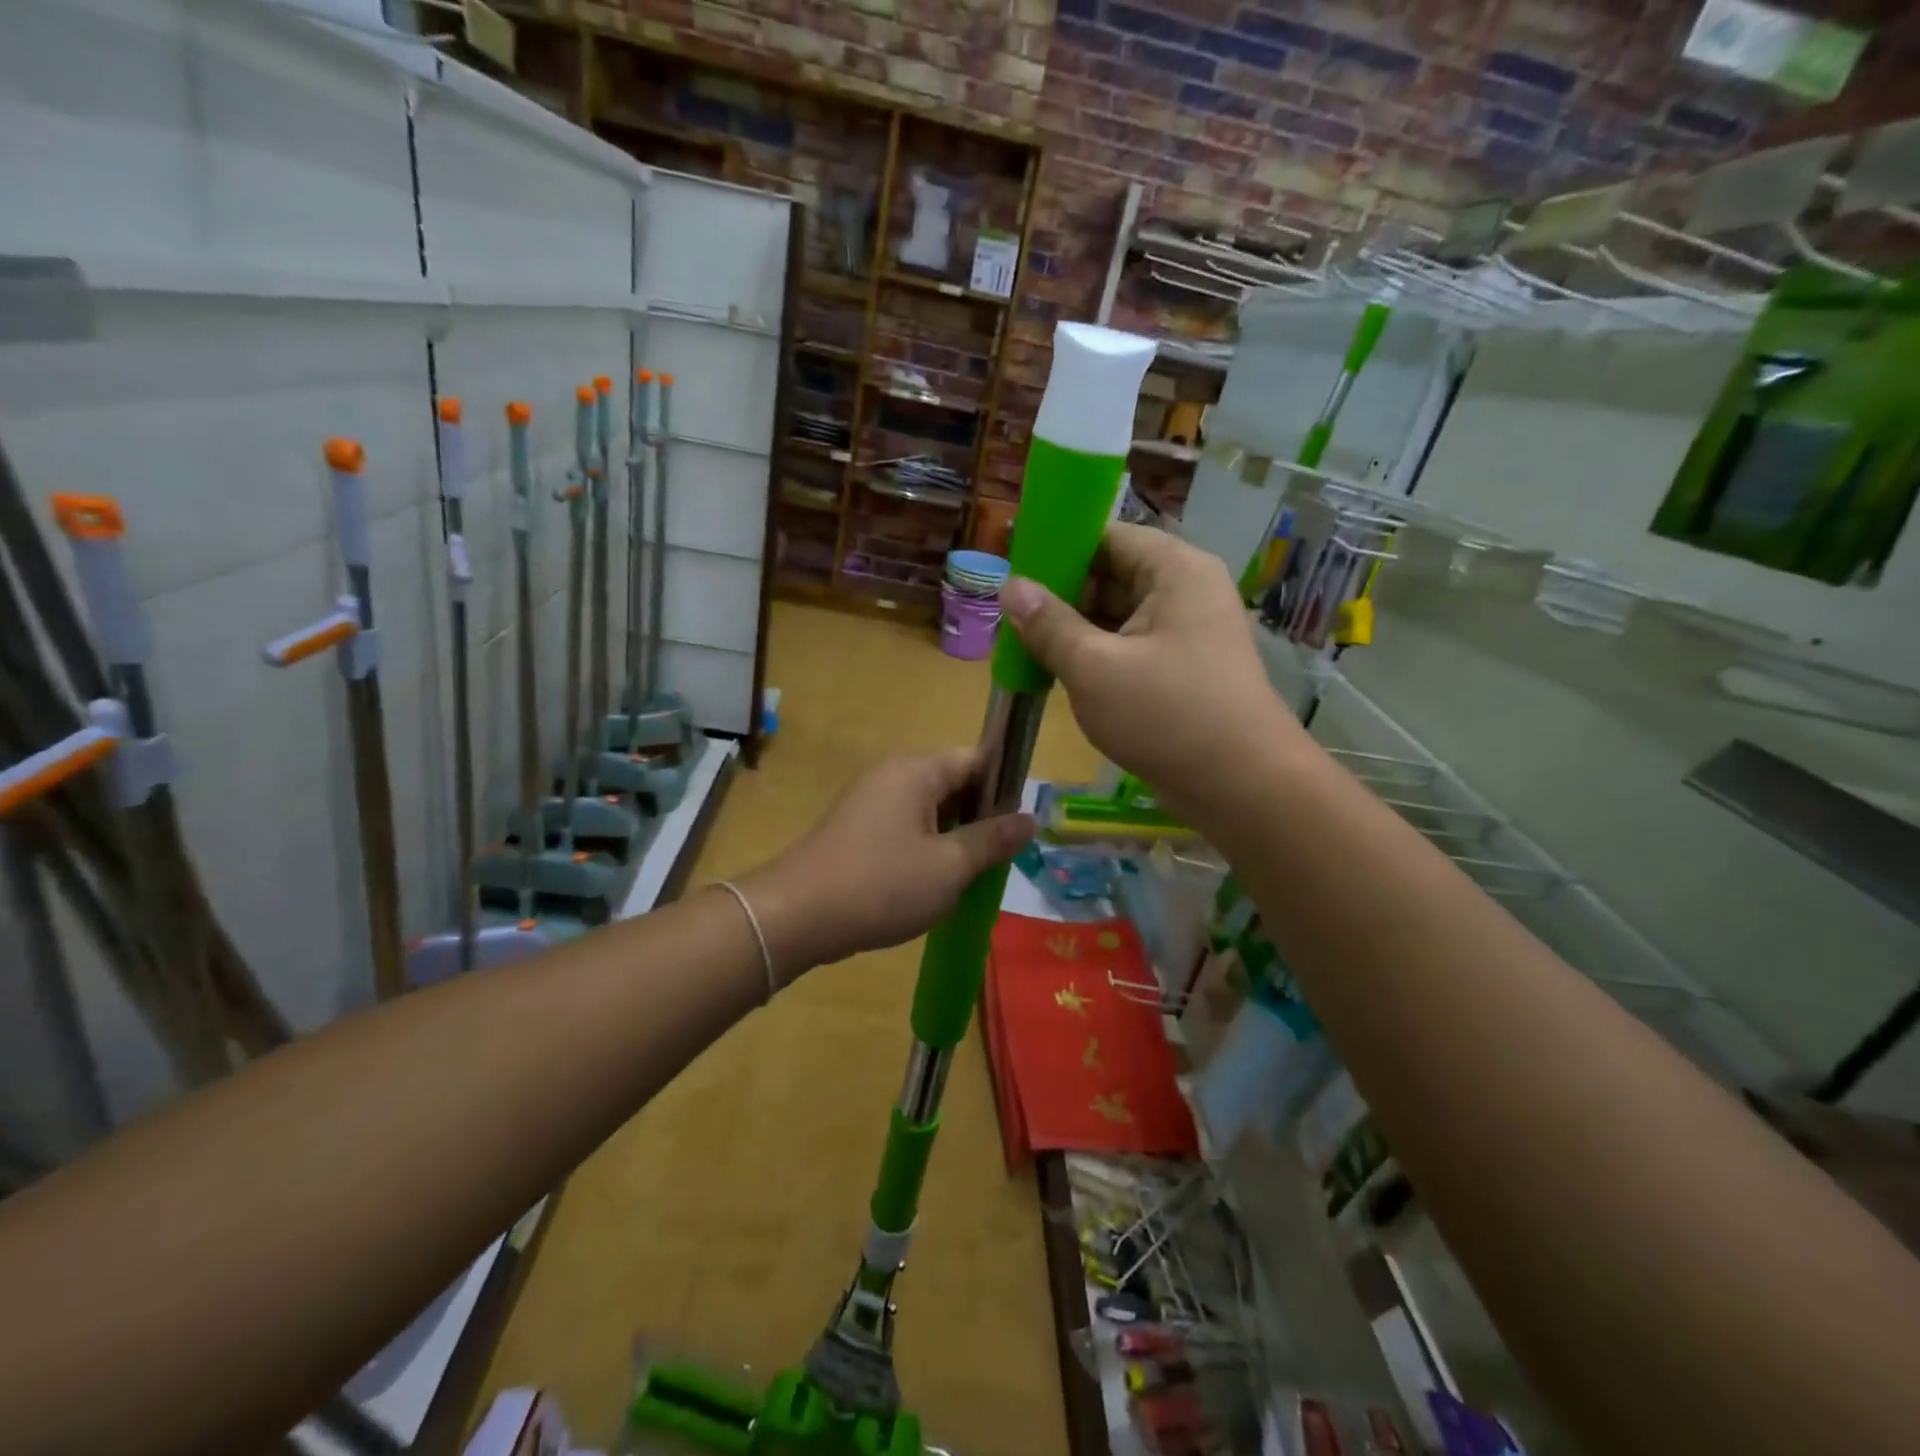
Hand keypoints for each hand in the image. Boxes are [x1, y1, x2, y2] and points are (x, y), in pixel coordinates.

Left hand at [741, 751, 1034, 980]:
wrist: (796, 917)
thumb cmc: (882, 885)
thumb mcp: (950, 866)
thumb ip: (993, 840)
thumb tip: (1030, 818)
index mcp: (916, 771)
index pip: (976, 760)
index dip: (1004, 788)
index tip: (1020, 826)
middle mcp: (892, 776)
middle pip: (953, 784)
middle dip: (980, 818)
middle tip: (1000, 859)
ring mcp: (870, 802)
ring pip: (930, 811)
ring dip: (954, 838)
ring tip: (972, 876)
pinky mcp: (856, 830)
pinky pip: (905, 829)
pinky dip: (926, 850)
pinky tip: (935, 885)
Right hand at [1000, 524, 1302, 829]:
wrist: (1242, 788)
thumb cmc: (1166, 716)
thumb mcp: (1093, 667)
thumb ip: (1048, 624)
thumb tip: (1010, 586)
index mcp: (1174, 570)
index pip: (1106, 536)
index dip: (1057, 549)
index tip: (1013, 571)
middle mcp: (1186, 590)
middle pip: (1112, 575)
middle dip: (1062, 596)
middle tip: (1011, 618)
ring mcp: (1188, 632)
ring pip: (1119, 616)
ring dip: (1076, 631)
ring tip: (1025, 647)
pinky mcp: (1184, 669)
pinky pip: (1131, 647)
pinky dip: (1098, 656)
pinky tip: (1060, 673)